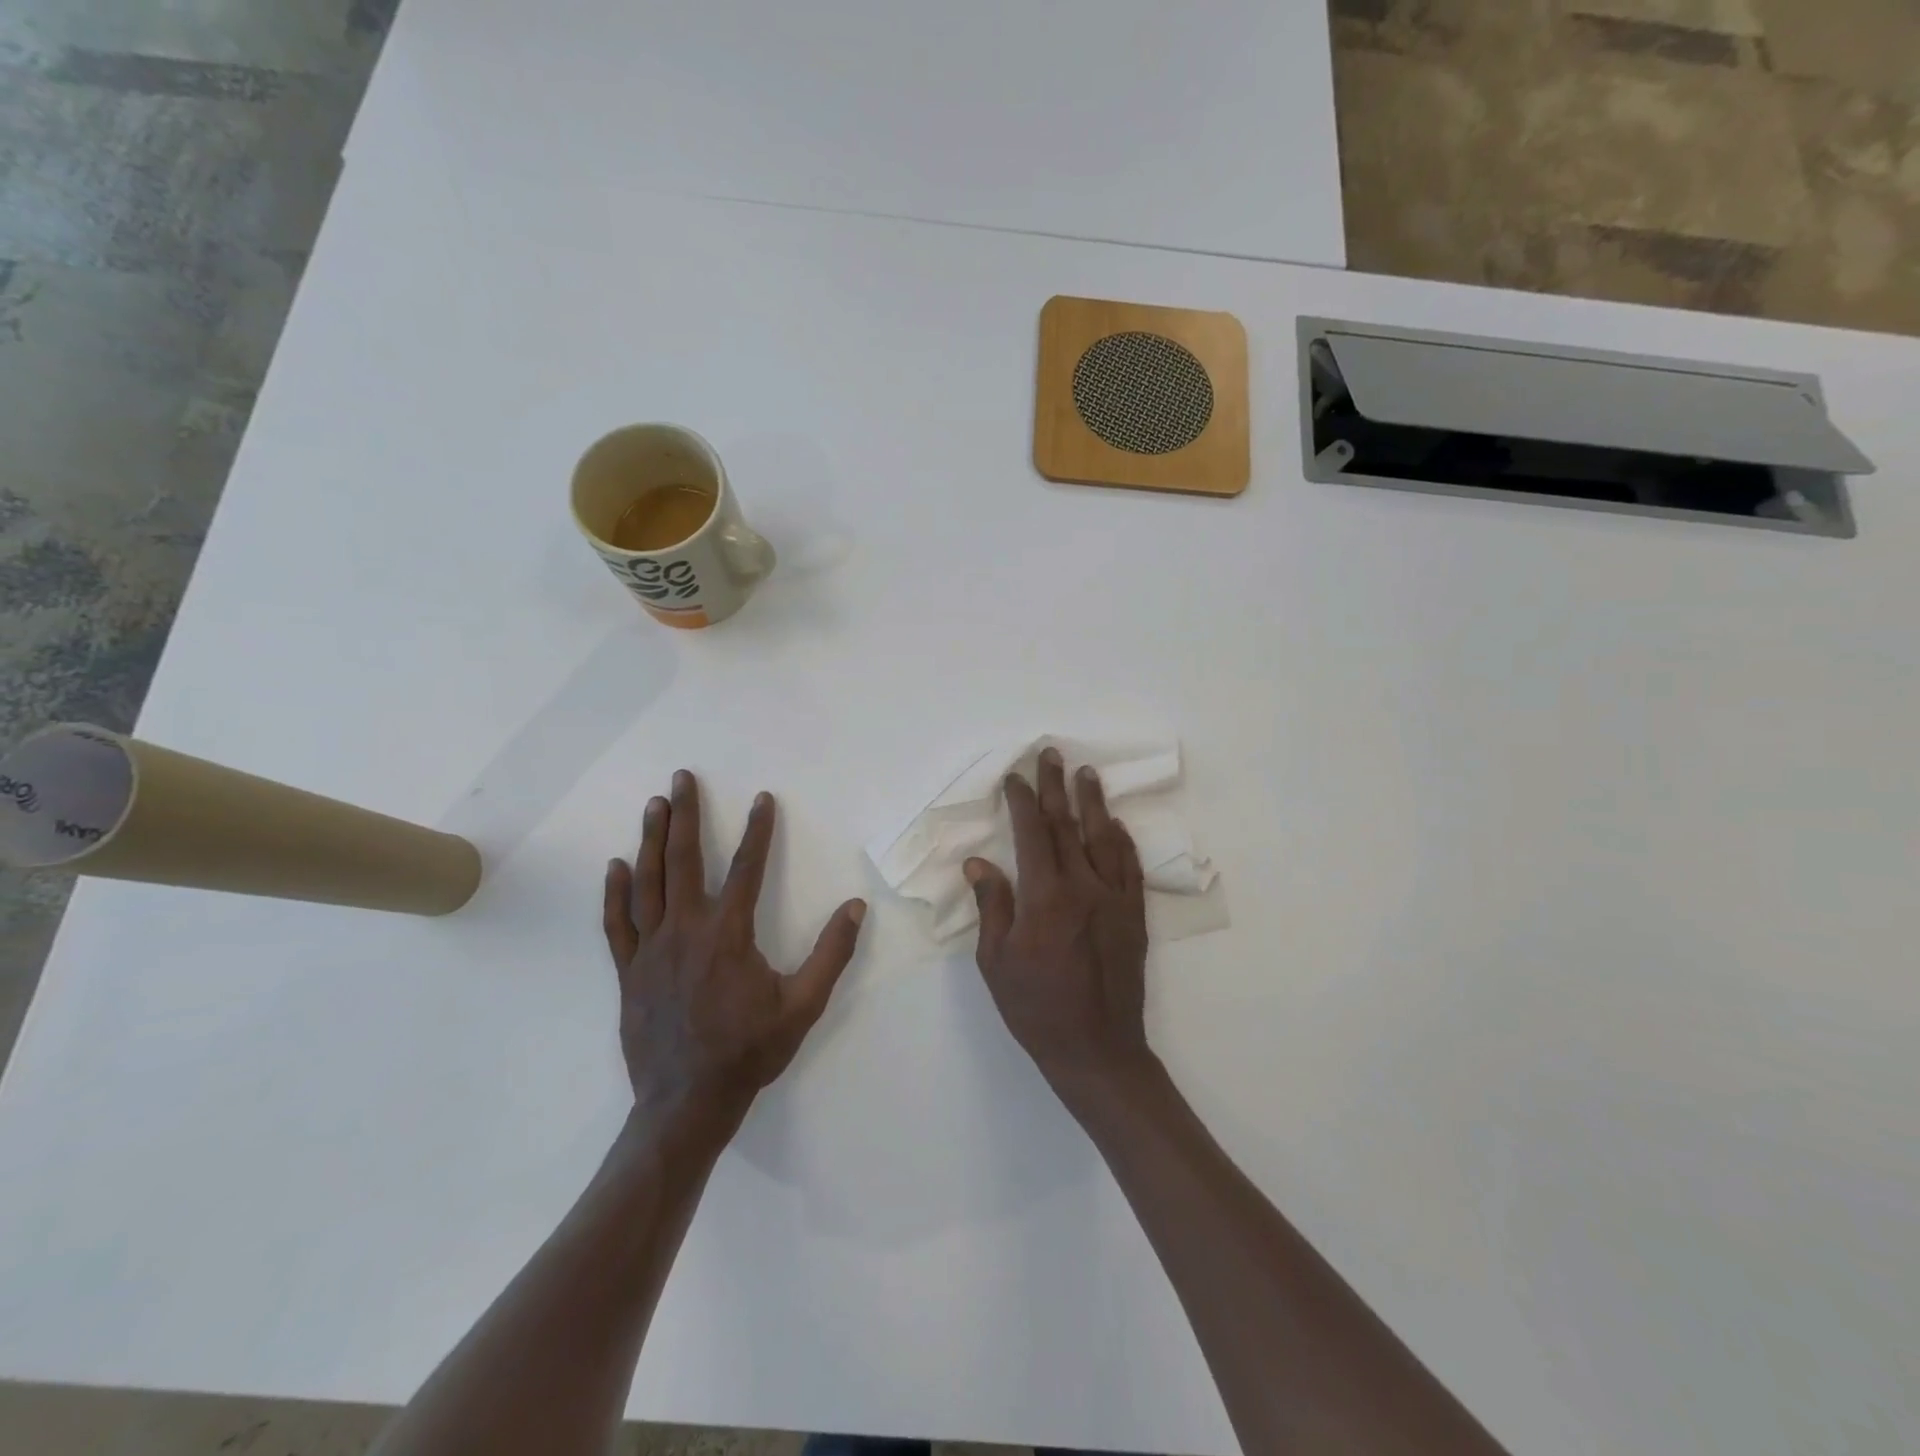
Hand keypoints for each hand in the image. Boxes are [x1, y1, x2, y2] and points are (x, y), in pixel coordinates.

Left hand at [602, 770, 865, 1121]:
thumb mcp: (803, 1005)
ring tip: (654, 805)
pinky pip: (618, 924)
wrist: (687, 1103)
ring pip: (648, 882)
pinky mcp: (629, 972)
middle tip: (683, 778)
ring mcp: (651, 950)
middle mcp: (686, 930)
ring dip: (652, 840)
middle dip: (687, 815)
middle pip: (685, 860)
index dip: (758, 830)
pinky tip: (616, 866)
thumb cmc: (749, 1051)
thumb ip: (831, 953)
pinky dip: (615, 893)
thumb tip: (855, 907)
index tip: (762, 798)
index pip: (747, 868)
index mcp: (729, 934)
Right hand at [965, 748, 1151, 1095]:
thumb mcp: (996, 962)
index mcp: (1044, 897)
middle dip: (1055, 787)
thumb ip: (992, 906)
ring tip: (1086, 774)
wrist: (1097, 1049)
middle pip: (1067, 825)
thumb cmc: (1036, 1008)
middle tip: (1051, 754)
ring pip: (1103, 838)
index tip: (1013, 778)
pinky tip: (1115, 825)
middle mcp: (1083, 887)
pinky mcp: (1134, 916)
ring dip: (1092, 803)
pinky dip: (1122, 841)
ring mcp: (1114, 899)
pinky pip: (1130, 868)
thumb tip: (979, 863)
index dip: (1021, 802)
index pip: (1032, 834)